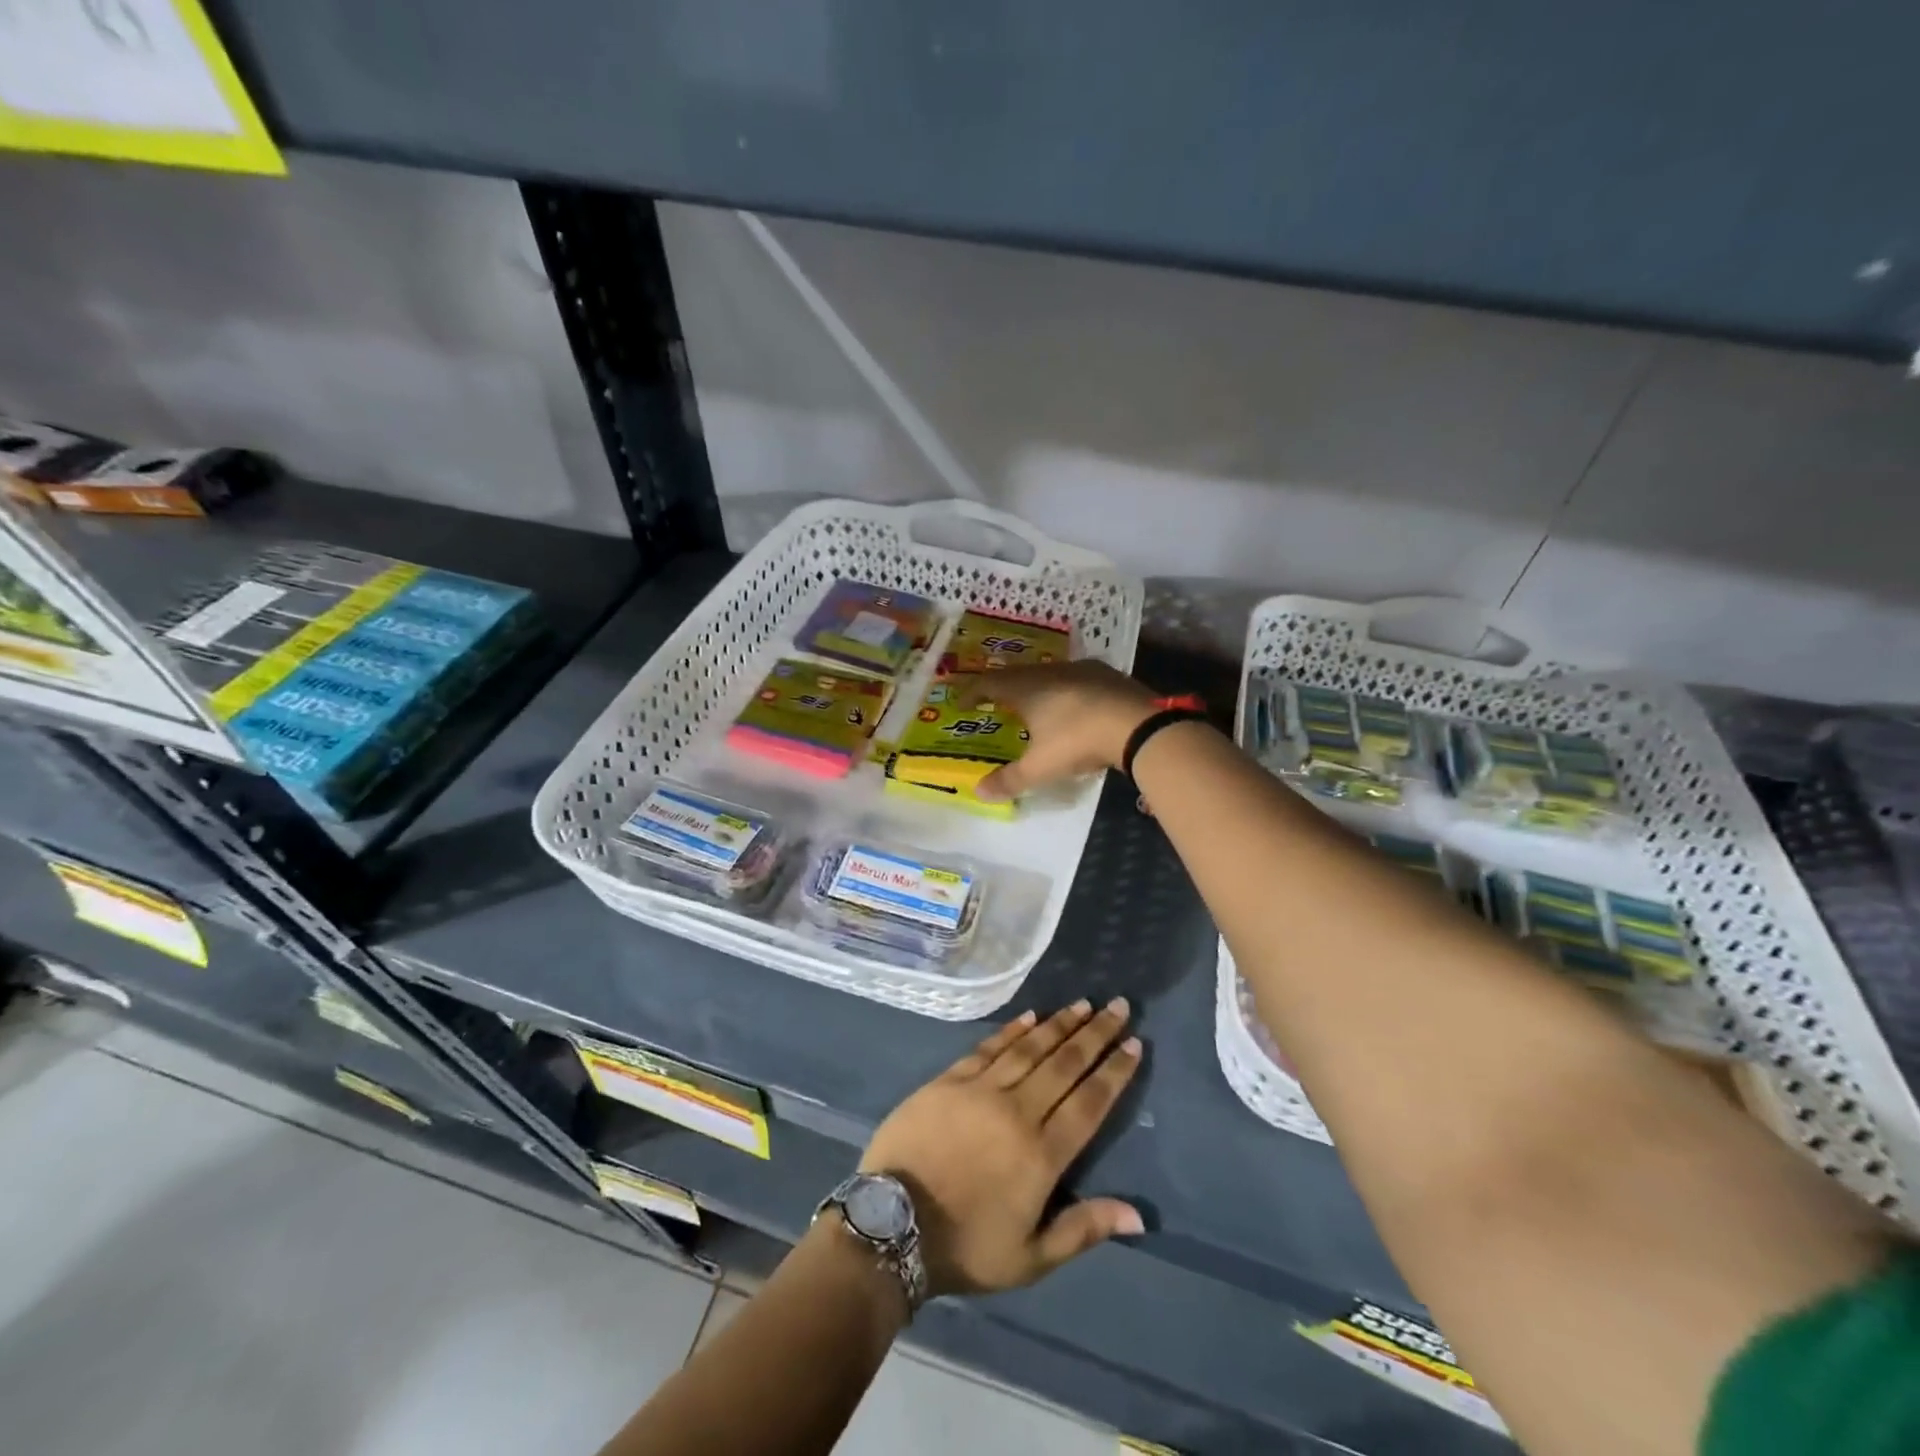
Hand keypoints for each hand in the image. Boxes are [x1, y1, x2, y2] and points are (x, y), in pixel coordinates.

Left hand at [860, 1000, 1144, 1295]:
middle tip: (1117, 1006)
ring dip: (1059, 1024)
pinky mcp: (949, 1080)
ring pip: (1030, 1048)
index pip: (1089, 1102)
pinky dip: (1012, 1030)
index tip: (1134, 1044)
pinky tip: (1031, 1015)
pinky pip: (988, 1047)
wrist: (891, 1226)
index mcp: (1043, 1154)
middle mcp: (1018, 1111)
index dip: (1115, 1072)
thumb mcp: (1030, 1257)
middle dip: (1095, 1035)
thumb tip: (1139, 1215)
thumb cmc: (965, 1246)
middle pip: (1065, 1065)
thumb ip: (1083, 1229)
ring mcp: (981, 1090)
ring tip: (1082, 1004)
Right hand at [960, 662, 1157, 801]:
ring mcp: (1080, 669)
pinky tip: (1073, 704)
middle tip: (995, 701)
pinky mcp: (1106, 673)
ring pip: (1048, 673)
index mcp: (1026, 688)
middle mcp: (1049, 671)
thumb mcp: (1040, 767)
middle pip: (1017, 674)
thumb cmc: (1077, 741)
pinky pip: (1075, 678)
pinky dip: (1065, 690)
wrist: (1136, 723)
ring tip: (1033, 703)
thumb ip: (1009, 780)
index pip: (988, 683)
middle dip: (1003, 688)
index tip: (962, 703)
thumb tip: (978, 792)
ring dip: (1036, 687)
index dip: (972, 692)